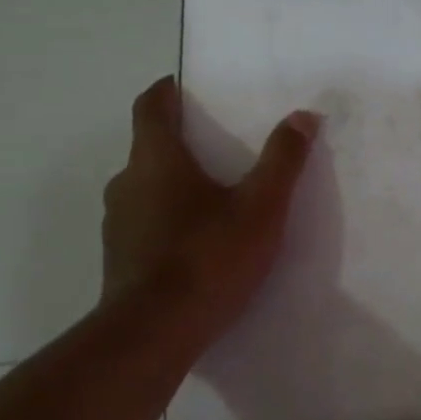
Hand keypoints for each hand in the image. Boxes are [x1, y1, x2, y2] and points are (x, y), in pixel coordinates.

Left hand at [100, 77, 319, 346]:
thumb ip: (283, 160)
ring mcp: (117, 224)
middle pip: (148, 148)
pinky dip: (166, 221)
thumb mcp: (261, 208)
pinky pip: (143, 225)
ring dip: (171, 186)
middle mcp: (126, 184)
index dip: (166, 91)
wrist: (155, 332)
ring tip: (212, 200)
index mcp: (156, 160)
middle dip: (179, 143)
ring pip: (145, 189)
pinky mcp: (118, 260)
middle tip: (217, 149)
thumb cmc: (209, 257)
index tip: (184, 87)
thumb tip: (303, 115)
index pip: (150, 106)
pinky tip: (195, 245)